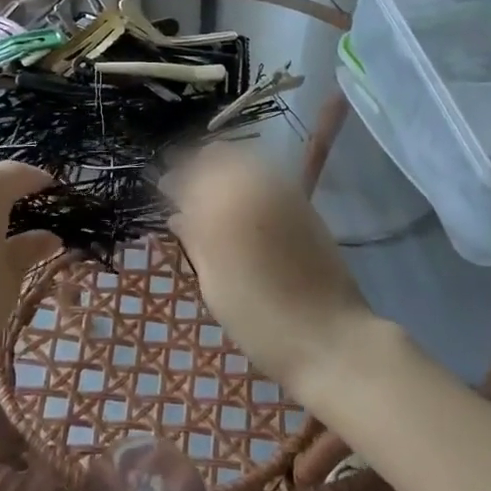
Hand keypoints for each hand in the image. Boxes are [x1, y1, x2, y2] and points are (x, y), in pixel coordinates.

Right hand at [163, 145, 378, 396]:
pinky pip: (266, 174)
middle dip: (198, 167)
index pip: (188, 174)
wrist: (327, 336)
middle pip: (218, 155)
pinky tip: (240, 204)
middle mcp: (254, 184)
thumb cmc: (259, 319)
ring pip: (244, 159)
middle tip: (186, 192)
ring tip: (212, 198)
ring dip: (223, 170)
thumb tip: (177, 215)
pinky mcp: (303, 201)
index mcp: (224, 205)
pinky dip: (247, 179)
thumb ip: (195, 240)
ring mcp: (283, 189)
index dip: (173, 180)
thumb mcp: (213, 284)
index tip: (163, 192)